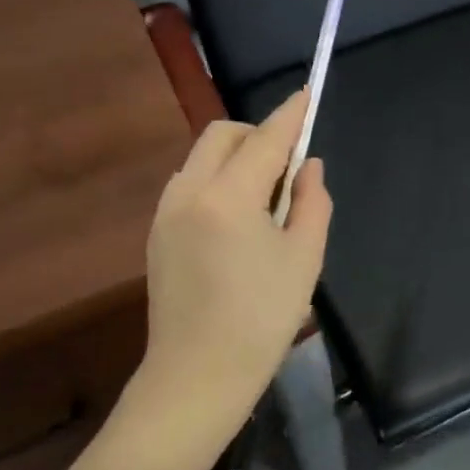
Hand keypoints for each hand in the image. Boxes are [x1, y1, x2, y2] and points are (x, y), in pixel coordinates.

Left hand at [132, 90, 330, 461]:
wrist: (197, 376)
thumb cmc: (262, 320)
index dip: (290, 115)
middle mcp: (188, 192)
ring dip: (236, 158)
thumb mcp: (304, 259)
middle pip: (223, 135)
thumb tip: (308, 166)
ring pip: (202, 158)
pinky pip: (190, 185)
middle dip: (258, 134)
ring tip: (266, 199)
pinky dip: (218, 181)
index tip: (307, 93)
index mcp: (229, 197)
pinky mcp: (156, 233)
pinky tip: (238, 221)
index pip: (265, 139)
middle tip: (289, 167)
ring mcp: (165, 212)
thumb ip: (313, 202)